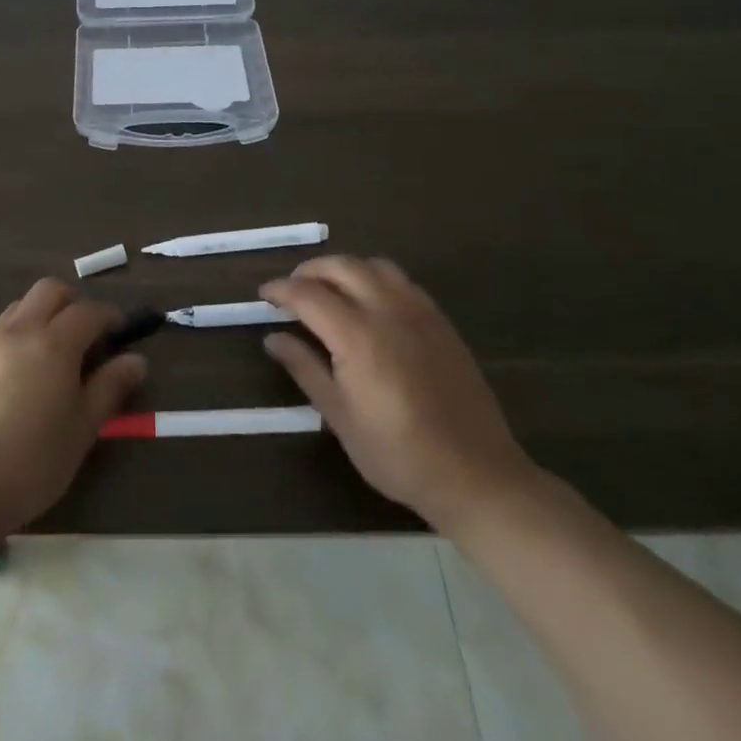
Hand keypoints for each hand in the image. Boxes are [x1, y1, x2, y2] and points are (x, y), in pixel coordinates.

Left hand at [0, 279, 146, 540]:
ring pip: (20, 307)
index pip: (88, 311)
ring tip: (51, 357)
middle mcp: (19, 330)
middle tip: (85, 335)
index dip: (109, 316)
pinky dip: (17, 338)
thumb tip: (136, 360)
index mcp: (53, 343)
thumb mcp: (82, 429)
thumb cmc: (32, 463)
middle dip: (73, 303)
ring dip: (42, 316)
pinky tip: (18, 379)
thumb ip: (110, 388)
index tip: (119, 332)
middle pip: (50, 290)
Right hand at [260, 256, 537, 531]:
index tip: (264, 295)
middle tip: (292, 290)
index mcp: (357, 335)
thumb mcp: (341, 418)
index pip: (308, 294)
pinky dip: (374, 278)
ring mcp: (419, 312)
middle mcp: (387, 310)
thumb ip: (305, 369)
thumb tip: (272, 339)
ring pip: (373, 265)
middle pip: (340, 266)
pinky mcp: (440, 321)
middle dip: (309, 271)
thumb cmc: (398, 454)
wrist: (476, 475)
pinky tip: (370, 303)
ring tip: (329, 290)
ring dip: (344, 268)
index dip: (281, 290)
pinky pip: (401, 280)